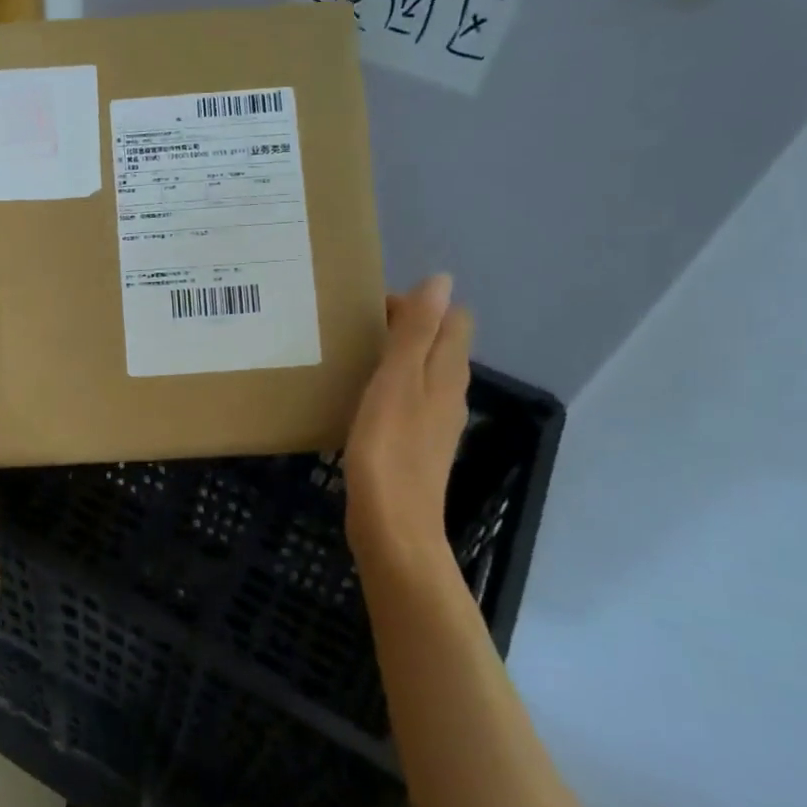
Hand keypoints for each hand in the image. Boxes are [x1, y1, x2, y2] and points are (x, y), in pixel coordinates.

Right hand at [346, 275, 474, 573]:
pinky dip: (390, 389)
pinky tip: (359, 401)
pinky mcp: (418, 447)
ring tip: (352, 359)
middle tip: (355, 330)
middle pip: (438, 345)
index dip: (418, 305)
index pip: (453, 319)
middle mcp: (450, 393)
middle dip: (404, 328)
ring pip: (423, 374)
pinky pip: (410, 402)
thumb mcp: (397, 381)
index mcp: (447, 372)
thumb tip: (441, 280)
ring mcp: (436, 423)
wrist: (393, 526)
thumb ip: (416, 331)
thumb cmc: (389, 449)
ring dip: (395, 358)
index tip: (372, 309)